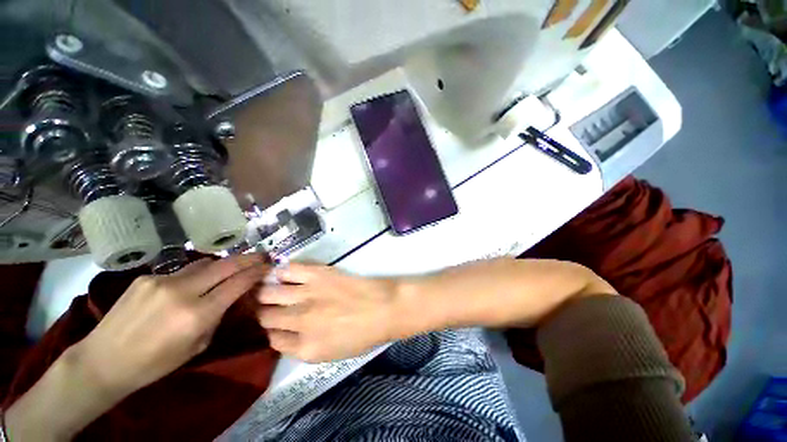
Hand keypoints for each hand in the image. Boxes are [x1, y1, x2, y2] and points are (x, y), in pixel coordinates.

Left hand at [75, 254, 267, 393]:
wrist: (104, 360)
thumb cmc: (155, 363)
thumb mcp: (198, 345)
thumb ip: (219, 316)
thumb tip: (235, 295)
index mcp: (197, 315)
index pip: (238, 283)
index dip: (257, 272)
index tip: (268, 266)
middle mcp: (182, 292)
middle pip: (225, 265)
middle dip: (248, 259)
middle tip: (261, 256)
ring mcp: (162, 280)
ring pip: (205, 263)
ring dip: (223, 264)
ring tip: (231, 268)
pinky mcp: (147, 277)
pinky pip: (182, 271)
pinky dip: (196, 274)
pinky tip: (193, 283)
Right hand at [257, 263, 398, 361]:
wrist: (385, 307)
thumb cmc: (364, 334)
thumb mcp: (332, 354)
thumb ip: (304, 347)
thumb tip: (286, 333)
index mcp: (304, 348)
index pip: (273, 340)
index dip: (273, 332)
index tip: (276, 326)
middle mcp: (299, 321)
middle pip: (265, 316)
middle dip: (263, 313)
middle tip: (267, 307)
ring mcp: (307, 295)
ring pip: (268, 293)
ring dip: (266, 293)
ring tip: (269, 290)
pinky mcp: (318, 275)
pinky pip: (288, 270)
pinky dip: (281, 272)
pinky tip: (282, 274)